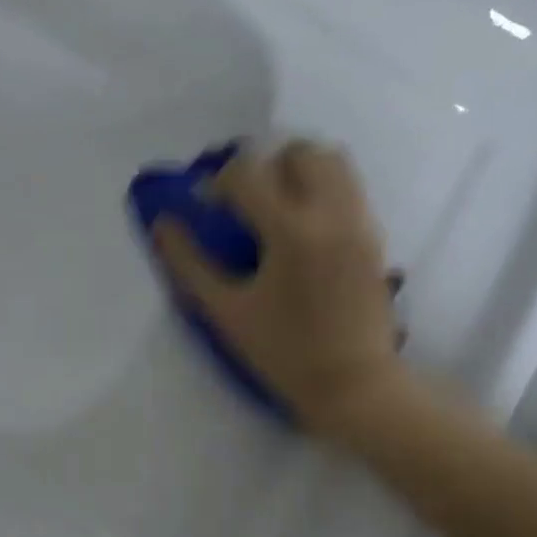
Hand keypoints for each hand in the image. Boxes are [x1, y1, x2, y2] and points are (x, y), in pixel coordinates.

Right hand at [153, 140, 405, 442]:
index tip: (210, 207)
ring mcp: (359, 222)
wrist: (354, 385)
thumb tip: (162, 225)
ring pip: (333, 161)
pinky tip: (303, 227)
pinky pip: (349, 187)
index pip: (249, 172)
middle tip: (246, 200)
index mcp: (290, 231)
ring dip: (298, 170)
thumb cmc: (284, 352)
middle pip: (299, 152)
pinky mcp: (374, 236)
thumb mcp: (225, 311)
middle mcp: (330, 214)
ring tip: (277, 205)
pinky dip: (322, 189)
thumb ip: (189, 263)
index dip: (220, 181)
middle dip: (264, 166)